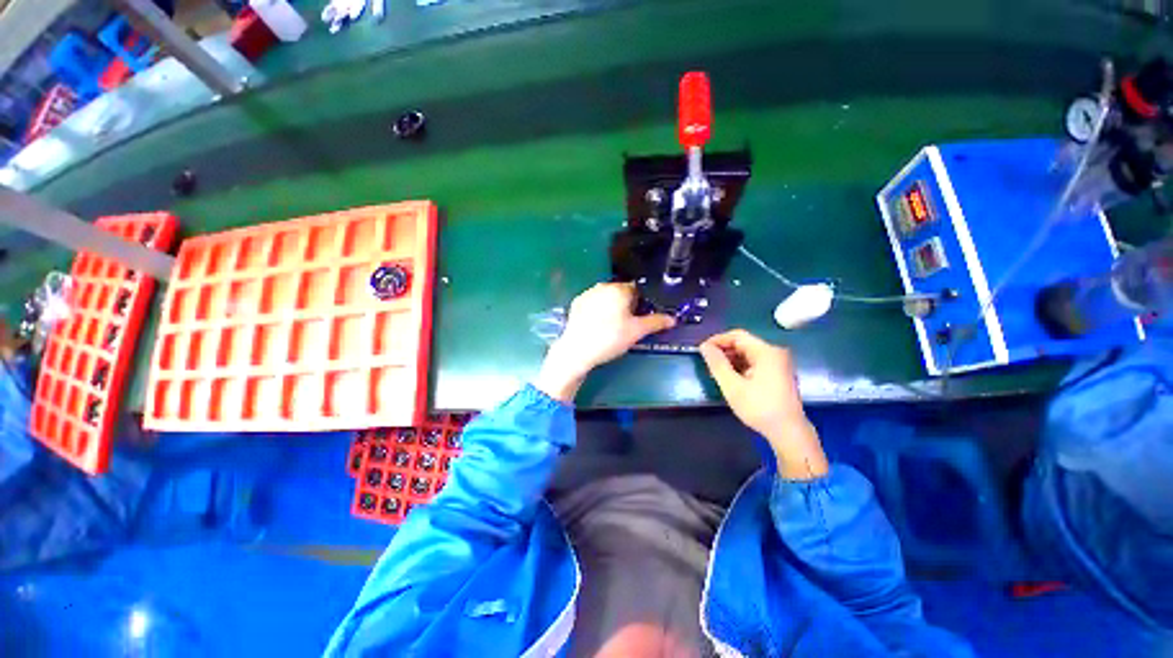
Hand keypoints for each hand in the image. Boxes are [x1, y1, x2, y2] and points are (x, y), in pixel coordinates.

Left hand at [535, 283, 675, 401]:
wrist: (577, 350)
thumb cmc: (610, 338)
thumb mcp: (636, 332)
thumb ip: (656, 322)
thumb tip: (673, 319)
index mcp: (619, 289)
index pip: (636, 289)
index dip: (641, 303)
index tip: (639, 317)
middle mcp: (603, 286)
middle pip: (620, 292)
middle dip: (626, 304)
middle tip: (626, 324)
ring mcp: (587, 294)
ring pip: (606, 297)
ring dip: (611, 306)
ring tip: (610, 327)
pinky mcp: (576, 303)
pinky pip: (593, 303)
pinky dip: (597, 310)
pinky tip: (596, 325)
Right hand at [699, 329, 827, 479]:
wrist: (788, 432)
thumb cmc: (759, 408)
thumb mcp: (732, 386)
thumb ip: (717, 364)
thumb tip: (704, 346)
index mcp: (766, 352)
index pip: (737, 336)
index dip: (717, 340)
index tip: (702, 350)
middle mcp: (775, 353)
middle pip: (744, 343)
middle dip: (724, 351)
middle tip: (707, 362)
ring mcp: (778, 364)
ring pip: (748, 354)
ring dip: (731, 359)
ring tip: (716, 371)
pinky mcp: (778, 374)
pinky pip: (755, 363)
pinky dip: (741, 367)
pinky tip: (731, 378)